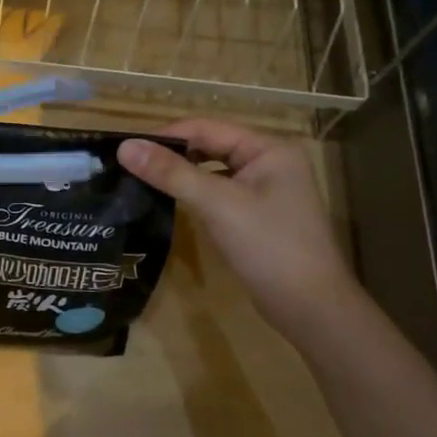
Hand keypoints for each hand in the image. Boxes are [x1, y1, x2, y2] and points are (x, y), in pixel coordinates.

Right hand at [117, 119, 355, 329]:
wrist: (311, 309)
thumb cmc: (269, 247)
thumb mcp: (217, 204)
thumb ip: (171, 173)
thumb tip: (124, 147)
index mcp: (269, 148)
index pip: (207, 128)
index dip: (166, 136)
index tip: (126, 148)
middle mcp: (270, 161)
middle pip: (211, 146)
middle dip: (172, 154)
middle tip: (129, 165)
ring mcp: (266, 190)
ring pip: (214, 171)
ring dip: (182, 174)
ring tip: (142, 179)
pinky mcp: (258, 215)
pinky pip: (219, 193)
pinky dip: (195, 194)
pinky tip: (171, 202)